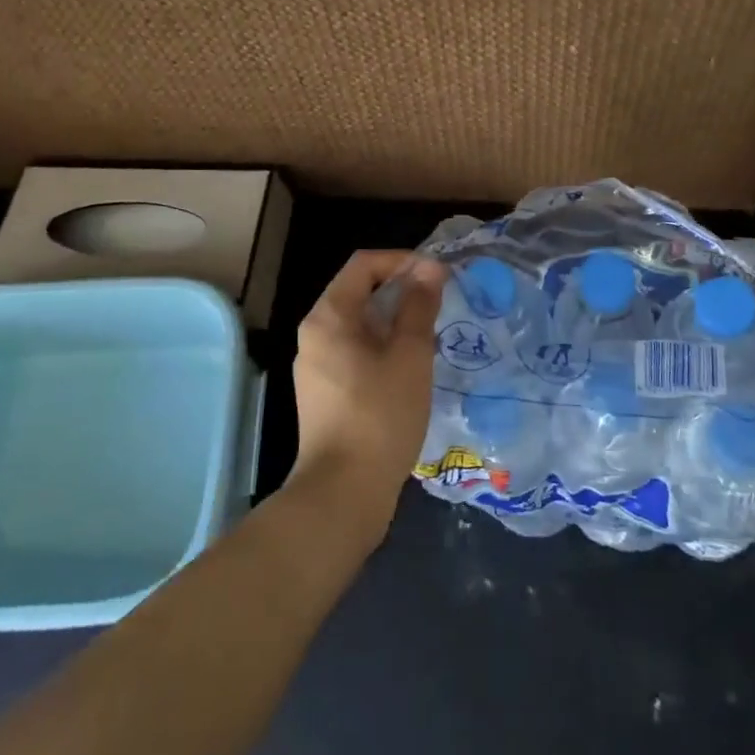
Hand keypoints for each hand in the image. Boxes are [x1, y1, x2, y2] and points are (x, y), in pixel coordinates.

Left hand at [287, 250, 446, 538]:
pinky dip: (382, 345)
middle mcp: (314, 334)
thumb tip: (429, 269)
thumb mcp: (410, 356)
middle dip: (400, 288)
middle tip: (439, 301)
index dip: (402, 260)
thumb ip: (419, 306)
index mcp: (328, 316)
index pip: (364, 264)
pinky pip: (354, 351)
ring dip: (394, 319)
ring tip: (430, 331)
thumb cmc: (380, 416)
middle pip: (358, 291)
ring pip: (358, 324)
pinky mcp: (323, 393)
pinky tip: (409, 366)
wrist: (342, 494)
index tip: (437, 275)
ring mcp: (315, 366)